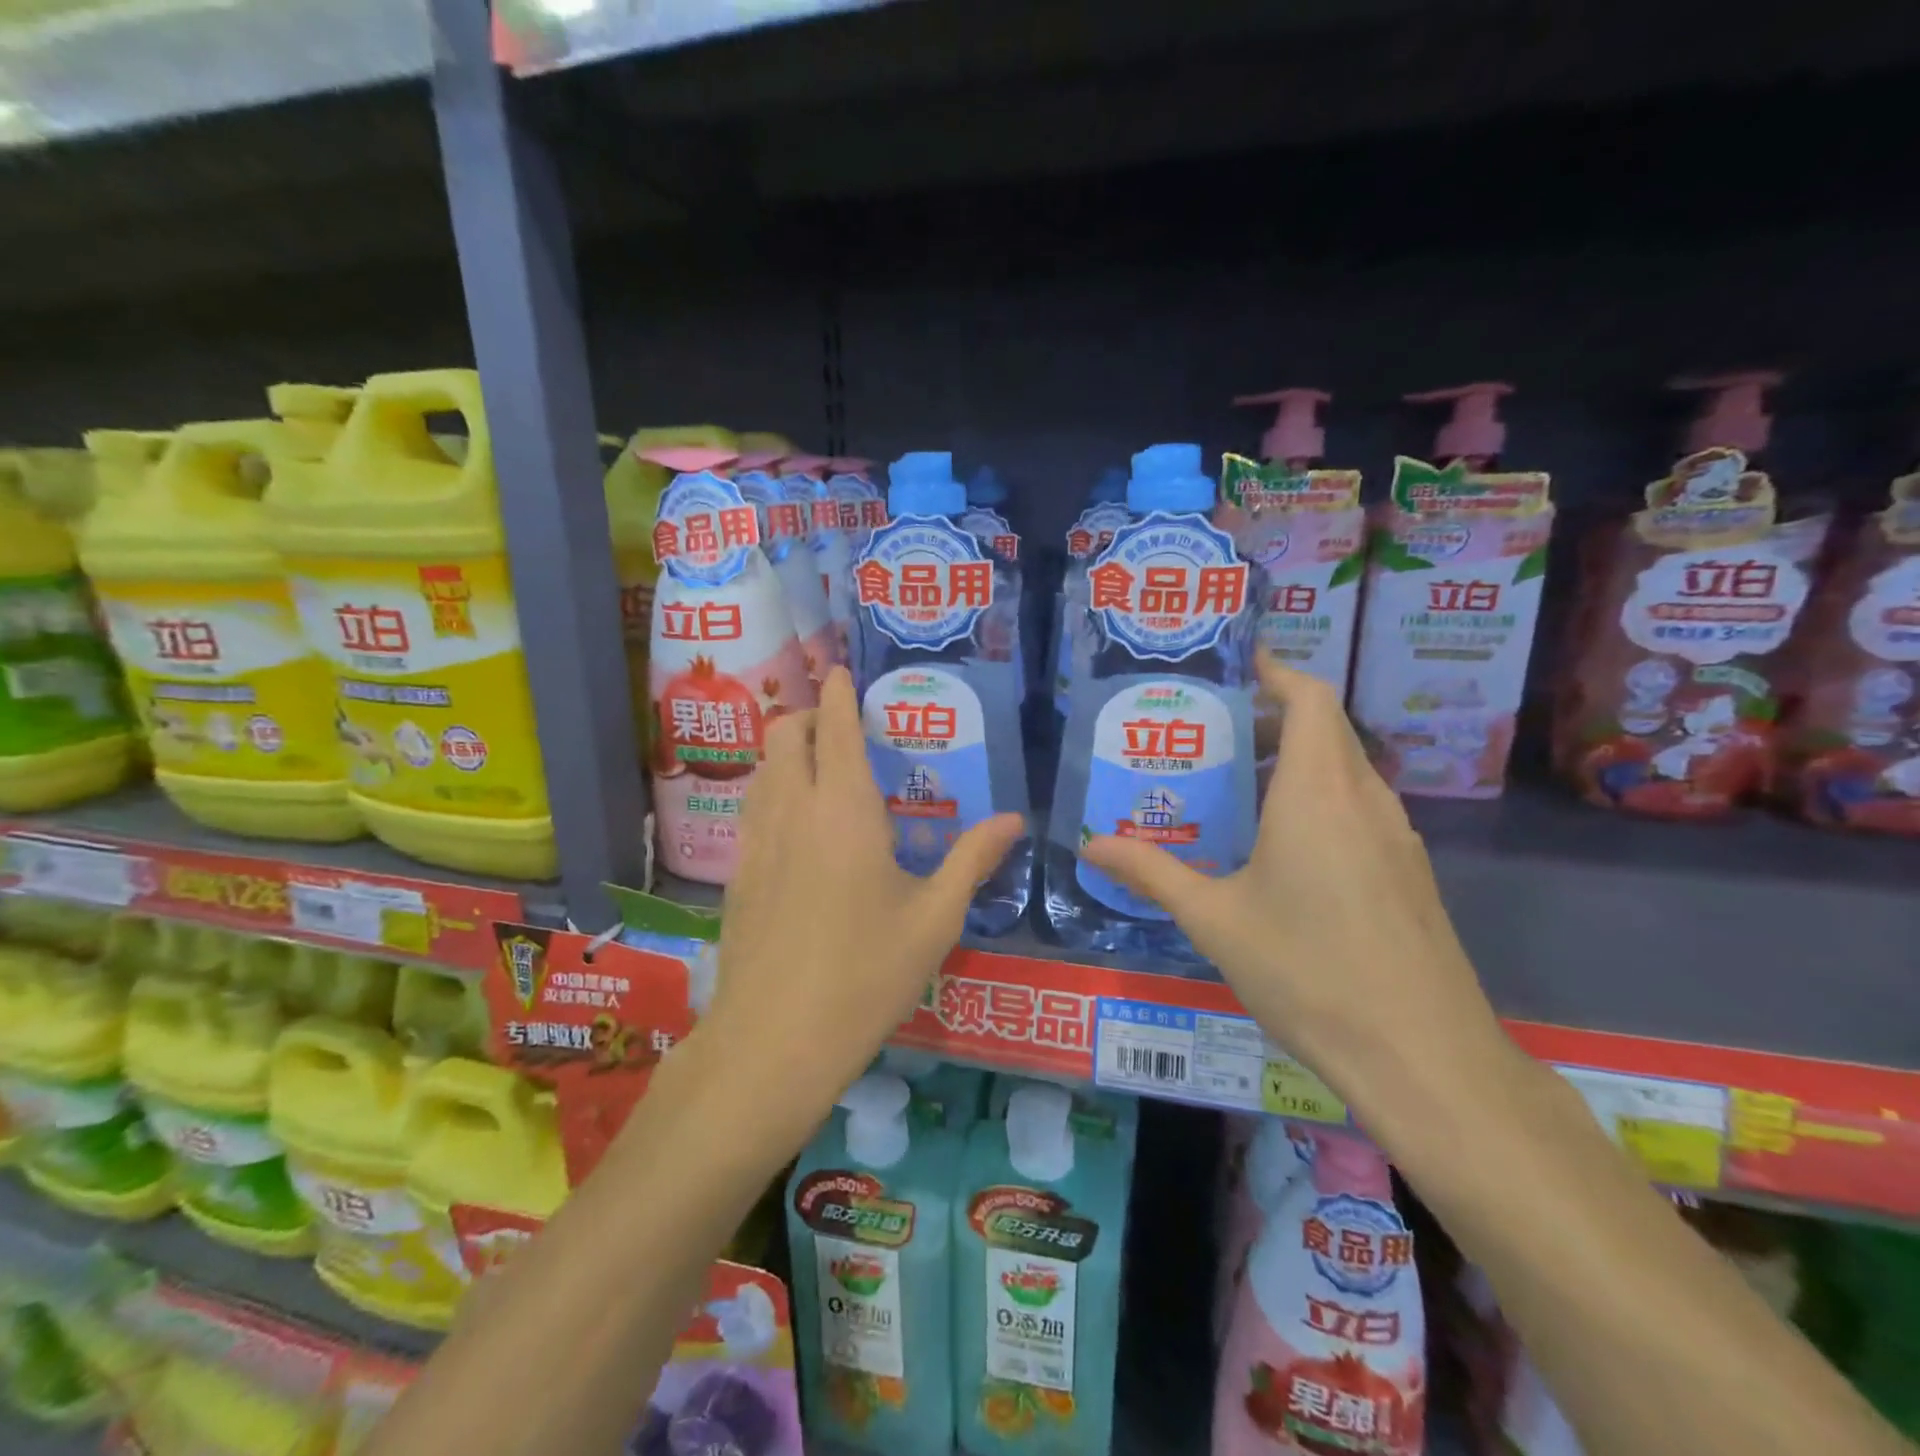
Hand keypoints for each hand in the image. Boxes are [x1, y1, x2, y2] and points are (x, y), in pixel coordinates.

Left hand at [703, 666, 1023, 1139]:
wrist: (774, 1041)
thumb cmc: (866, 975)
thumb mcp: (935, 919)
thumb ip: (973, 859)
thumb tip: (1014, 820)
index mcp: (845, 810)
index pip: (834, 728)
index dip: (838, 693)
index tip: (842, 670)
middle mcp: (793, 810)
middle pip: (784, 734)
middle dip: (807, 714)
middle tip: (841, 726)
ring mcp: (757, 841)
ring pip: (762, 768)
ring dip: (786, 750)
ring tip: (820, 766)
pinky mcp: (738, 873)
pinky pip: (754, 806)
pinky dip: (773, 788)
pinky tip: (799, 825)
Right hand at [1079, 654, 1509, 1113]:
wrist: (1423, 1057)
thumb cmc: (1309, 972)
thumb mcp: (1215, 920)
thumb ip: (1152, 873)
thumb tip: (1091, 844)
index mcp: (1318, 793)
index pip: (1309, 698)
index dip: (1275, 671)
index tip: (1233, 665)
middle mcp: (1365, 800)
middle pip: (1326, 729)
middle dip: (1272, 716)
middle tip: (1211, 732)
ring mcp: (1395, 837)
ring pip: (1345, 770)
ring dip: (1296, 759)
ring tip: (1235, 783)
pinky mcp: (1407, 873)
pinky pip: (1357, 809)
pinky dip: (1317, 798)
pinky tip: (1279, 845)